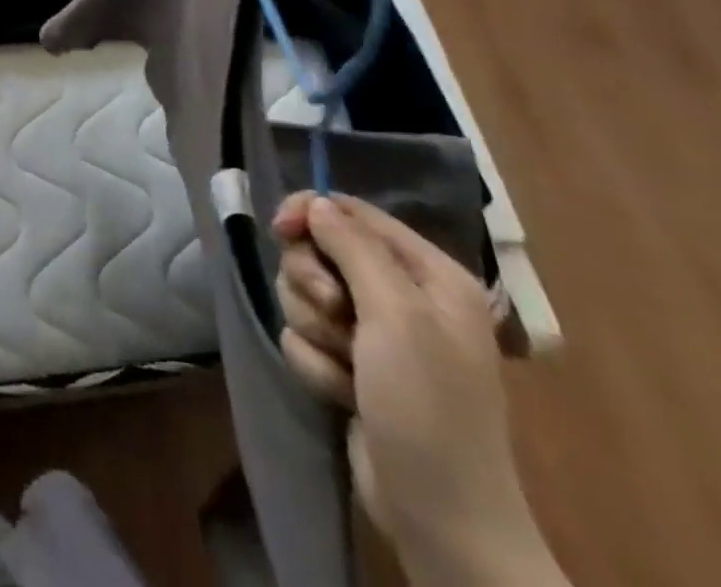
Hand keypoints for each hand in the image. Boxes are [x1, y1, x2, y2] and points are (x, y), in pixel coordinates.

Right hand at [274, 193, 561, 586]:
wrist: (440, 518)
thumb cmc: (427, 405)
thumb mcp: (396, 315)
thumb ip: (352, 247)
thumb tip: (316, 202)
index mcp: (428, 274)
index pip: (353, 212)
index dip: (311, 213)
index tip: (279, 229)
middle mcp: (402, 296)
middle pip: (320, 251)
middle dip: (313, 284)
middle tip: (333, 316)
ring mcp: (375, 334)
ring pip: (305, 294)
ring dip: (315, 329)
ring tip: (346, 367)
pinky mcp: (350, 365)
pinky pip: (305, 337)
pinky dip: (317, 363)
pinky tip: (344, 394)